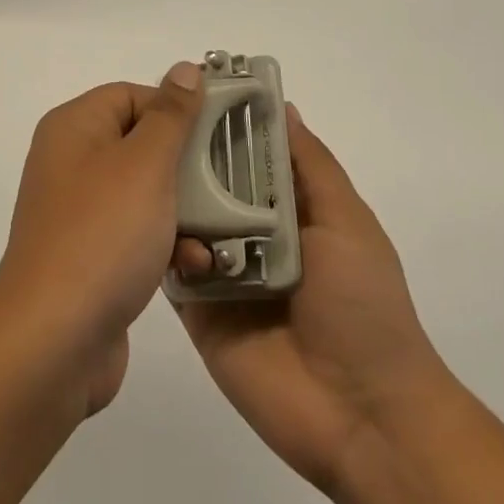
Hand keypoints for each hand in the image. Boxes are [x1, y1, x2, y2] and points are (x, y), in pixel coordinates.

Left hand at [0, 64, 204, 415]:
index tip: (217, 132)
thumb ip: (171, 115)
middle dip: (187, 165)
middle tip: (230, 180)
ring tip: (219, 232)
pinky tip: (196, 265)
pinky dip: (166, 244)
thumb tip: (184, 70)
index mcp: (74, 127)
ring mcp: (79, 212)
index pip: (131, 94)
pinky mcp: (90, 256)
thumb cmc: (103, 234)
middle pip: (141, 144)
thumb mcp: (145, 164)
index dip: (174, 109)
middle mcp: (71, 162)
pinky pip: (136, 234)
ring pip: (145, 193)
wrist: (54, 339)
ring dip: (184, 210)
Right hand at [170, 106, 457, 493]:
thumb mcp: (347, 222)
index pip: (249, 154)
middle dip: (186, 155)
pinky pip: (172, 269)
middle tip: (150, 123)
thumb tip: (283, 106)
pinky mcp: (199, 311)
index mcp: (290, 210)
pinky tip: (144, 224)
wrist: (363, 416)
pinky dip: (160, 247)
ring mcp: (223, 272)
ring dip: (169, 198)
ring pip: (185, 221)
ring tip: (139, 167)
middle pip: (212, 184)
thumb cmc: (364, 306)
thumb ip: (311, 166)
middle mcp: (252, 233)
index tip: (192, 87)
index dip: (226, 122)